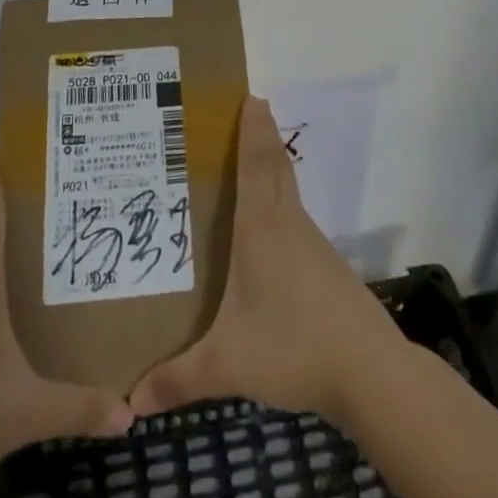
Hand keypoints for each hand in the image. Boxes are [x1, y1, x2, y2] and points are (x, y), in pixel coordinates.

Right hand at [128, 96, 411, 430]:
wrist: (369, 371)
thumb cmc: (293, 348)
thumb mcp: (228, 365)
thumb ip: (177, 380)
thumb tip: (128, 403)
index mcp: (261, 230)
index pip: (255, 165)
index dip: (251, 129)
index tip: (250, 94)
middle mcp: (287, 224)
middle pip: (275, 165)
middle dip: (262, 134)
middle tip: (248, 108)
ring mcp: (311, 242)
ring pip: (287, 189)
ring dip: (270, 165)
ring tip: (243, 162)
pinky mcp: (325, 264)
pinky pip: (295, 216)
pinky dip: (279, 201)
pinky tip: (265, 228)